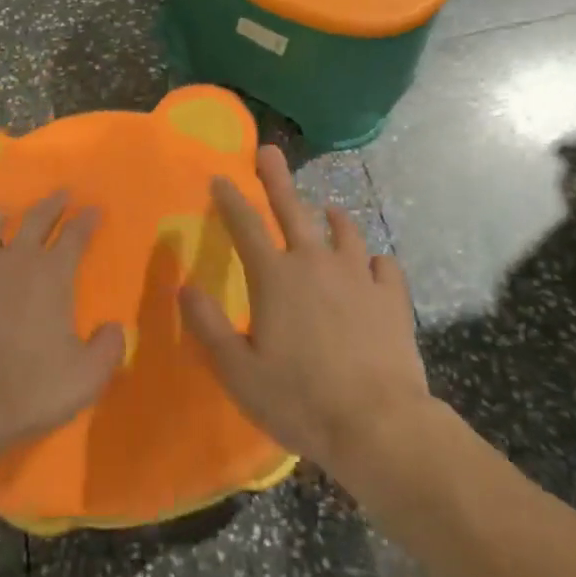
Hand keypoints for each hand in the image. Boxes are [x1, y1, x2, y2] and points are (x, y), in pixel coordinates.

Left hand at [0, 191, 125, 463]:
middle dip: (52, 204)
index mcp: (52, 274)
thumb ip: (107, 348)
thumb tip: (116, 328)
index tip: (94, 209)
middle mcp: (15, 259)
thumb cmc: (28, 388)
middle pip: (36, 219)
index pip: (76, 235)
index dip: (87, 220)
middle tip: (61, 193)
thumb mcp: (85, 377)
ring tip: (3, 214)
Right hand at [180, 147, 429, 483]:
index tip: (220, 177)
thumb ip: (208, 326)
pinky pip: (383, 265)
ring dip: (332, 217)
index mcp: (275, 277)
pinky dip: (374, 261)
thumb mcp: (238, 371)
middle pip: (292, 209)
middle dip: (276, 178)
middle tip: (269, 151)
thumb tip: (184, 287)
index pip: (245, 225)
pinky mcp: (391, 297)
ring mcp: (358, 276)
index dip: (230, 199)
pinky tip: (373, 267)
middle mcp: (315, 263)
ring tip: (328, 210)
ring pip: (344, 231)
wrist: (378, 425)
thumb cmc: (299, 399)